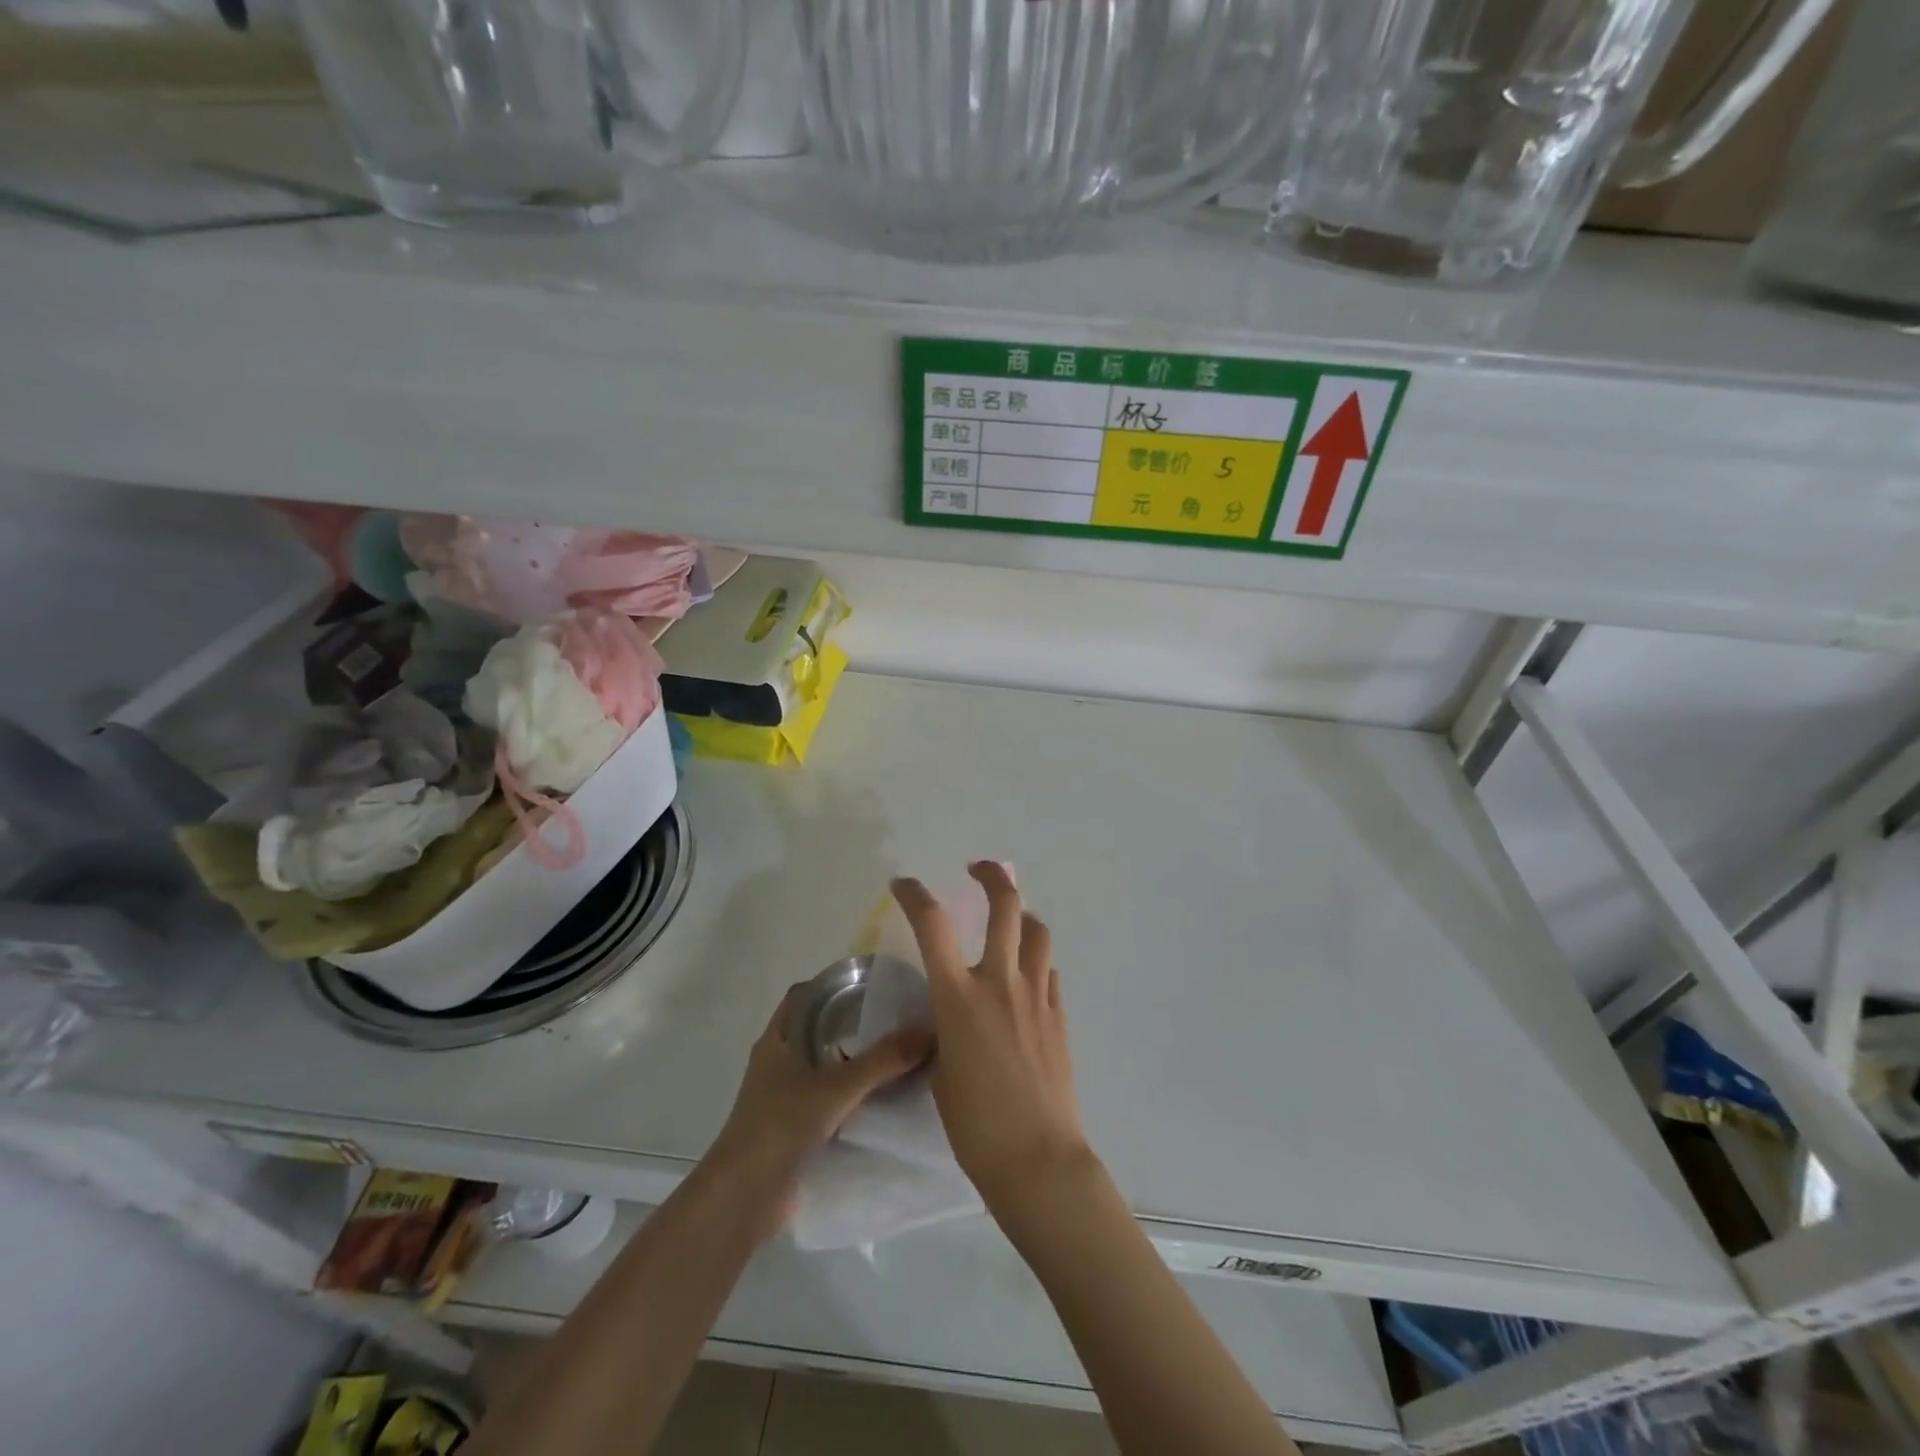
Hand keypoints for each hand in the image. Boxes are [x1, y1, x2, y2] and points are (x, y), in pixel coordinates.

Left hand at [706, 988, 932, 1240]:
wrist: (744, 1198)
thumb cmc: (781, 1125)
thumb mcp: (837, 1087)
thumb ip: (883, 1060)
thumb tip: (929, 1032)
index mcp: (778, 1040)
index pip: (805, 996)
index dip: (834, 986)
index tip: (870, 985)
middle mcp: (778, 1063)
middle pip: (818, 1031)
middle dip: (853, 1025)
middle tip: (895, 1020)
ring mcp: (783, 1098)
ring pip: (824, 1068)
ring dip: (854, 1064)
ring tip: (898, 1057)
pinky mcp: (793, 1129)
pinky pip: (828, 1102)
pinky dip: (851, 1098)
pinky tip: (884, 1101)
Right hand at [891, 863, 1093, 1219]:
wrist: (1036, 1159)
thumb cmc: (975, 1126)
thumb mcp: (941, 1072)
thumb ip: (944, 1032)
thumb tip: (952, 1017)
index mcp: (959, 997)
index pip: (933, 925)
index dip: (915, 895)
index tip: (904, 884)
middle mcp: (1000, 983)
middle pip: (1005, 907)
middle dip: (992, 876)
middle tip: (979, 869)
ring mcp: (1036, 995)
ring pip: (1037, 932)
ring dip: (1022, 916)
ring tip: (1010, 921)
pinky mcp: (1059, 1015)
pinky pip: (1049, 972)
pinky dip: (1036, 963)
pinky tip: (1026, 979)